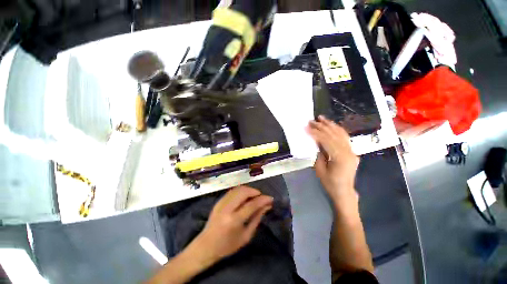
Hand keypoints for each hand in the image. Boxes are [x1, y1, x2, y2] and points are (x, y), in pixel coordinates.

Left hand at [192, 186, 272, 262]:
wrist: (206, 246)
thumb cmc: (227, 246)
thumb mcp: (246, 236)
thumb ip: (257, 219)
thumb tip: (266, 206)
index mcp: (234, 220)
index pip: (252, 204)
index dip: (263, 200)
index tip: (270, 198)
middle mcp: (227, 208)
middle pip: (244, 192)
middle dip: (255, 191)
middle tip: (261, 197)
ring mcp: (221, 203)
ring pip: (238, 189)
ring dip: (249, 190)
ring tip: (254, 196)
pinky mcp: (218, 201)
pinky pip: (233, 191)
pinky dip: (241, 191)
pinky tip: (245, 196)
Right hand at [306, 116, 358, 206]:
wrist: (344, 191)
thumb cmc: (330, 183)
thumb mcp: (320, 169)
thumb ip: (319, 153)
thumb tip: (316, 141)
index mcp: (340, 158)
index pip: (326, 141)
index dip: (316, 133)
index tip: (307, 127)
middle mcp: (349, 152)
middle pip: (334, 135)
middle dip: (322, 127)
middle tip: (312, 120)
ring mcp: (352, 151)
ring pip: (341, 134)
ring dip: (330, 125)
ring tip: (322, 118)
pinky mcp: (352, 151)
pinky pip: (345, 138)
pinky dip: (338, 130)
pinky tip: (332, 125)